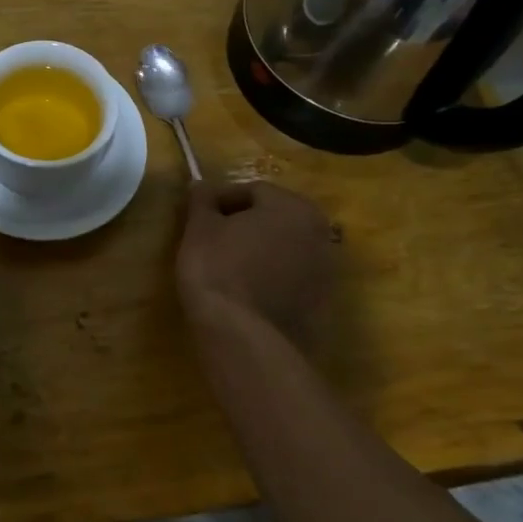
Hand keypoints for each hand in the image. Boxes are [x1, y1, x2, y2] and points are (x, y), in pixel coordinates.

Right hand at [176, 181, 340, 338]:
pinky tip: (246, 290)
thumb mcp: (200, 227)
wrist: (243, 336)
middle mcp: (320, 232)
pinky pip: (291, 278)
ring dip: (259, 250)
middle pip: (274, 217)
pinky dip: (271, 276)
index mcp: (293, 206)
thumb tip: (200, 185)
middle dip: (244, 223)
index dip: (220, 199)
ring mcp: (326, 271)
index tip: (197, 215)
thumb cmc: (219, 268)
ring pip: (285, 248)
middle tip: (212, 237)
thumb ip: (202, 200)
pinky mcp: (322, 304)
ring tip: (228, 265)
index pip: (252, 191)